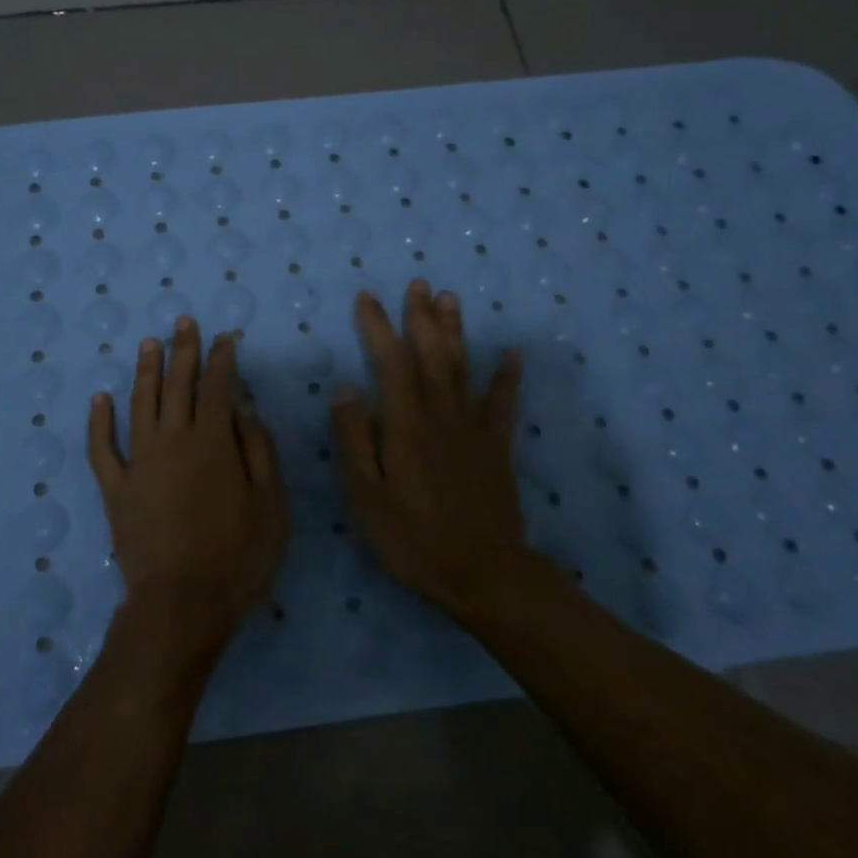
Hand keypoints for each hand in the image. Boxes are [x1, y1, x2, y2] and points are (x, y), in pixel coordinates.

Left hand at [89, 316, 288, 653]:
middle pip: (178, 385)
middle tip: (184, 322)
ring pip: (140, 404)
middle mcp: (173, 440)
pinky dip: (99, 421)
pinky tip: (100, 399)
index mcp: (213, 442)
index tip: (225, 338)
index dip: (222, 359)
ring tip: (148, 343)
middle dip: (183, 350)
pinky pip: (102, 448)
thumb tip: (245, 409)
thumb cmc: (238, 556)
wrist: (181, 603)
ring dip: (146, 371)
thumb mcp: (271, 504)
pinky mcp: (115, 488)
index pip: (219, 387)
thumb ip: (259, 450)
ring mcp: (139, 462)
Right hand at [332, 280, 525, 617]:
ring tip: (451, 299)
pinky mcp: (497, 447)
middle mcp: (440, 415)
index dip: (378, 327)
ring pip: (463, 368)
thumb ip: (355, 439)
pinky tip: (512, 354)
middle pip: (431, 355)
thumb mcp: (366, 496)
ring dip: (456, 331)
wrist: (483, 573)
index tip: (367, 298)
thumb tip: (345, 388)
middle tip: (419, 284)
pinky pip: (503, 403)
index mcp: (405, 425)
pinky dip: (507, 377)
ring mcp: (473, 429)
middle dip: (422, 317)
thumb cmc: (412, 538)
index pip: (390, 363)